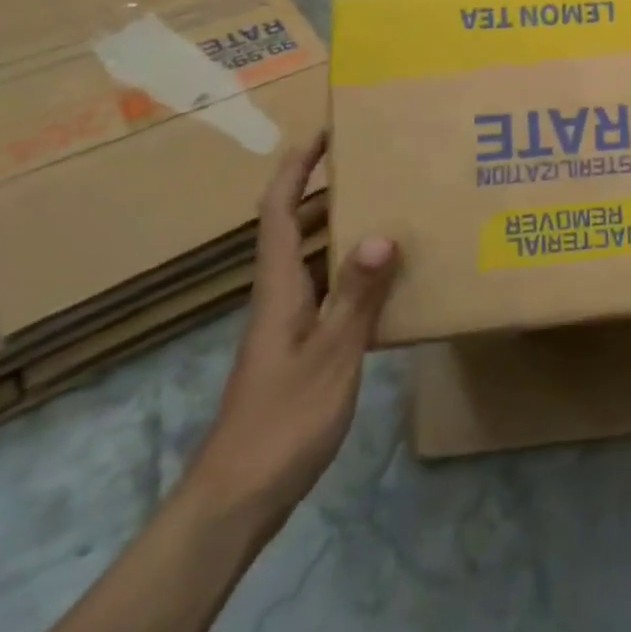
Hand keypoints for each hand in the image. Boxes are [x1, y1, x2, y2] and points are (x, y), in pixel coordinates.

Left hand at [186, 134, 398, 534]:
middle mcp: (280, 297)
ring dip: (342, 229)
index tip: (323, 134)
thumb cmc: (283, 421)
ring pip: (314, 260)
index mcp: (280, 289)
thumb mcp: (331, 355)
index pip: (280, 213)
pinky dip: (353, 273)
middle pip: (297, 228)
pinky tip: (387, 281)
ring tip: (391, 210)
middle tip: (376, 167)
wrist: (239, 497)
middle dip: (327, 191)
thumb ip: (356, 296)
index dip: (296, 170)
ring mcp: (288, 325)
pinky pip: (328, 292)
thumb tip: (380, 233)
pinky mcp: (300, 350)